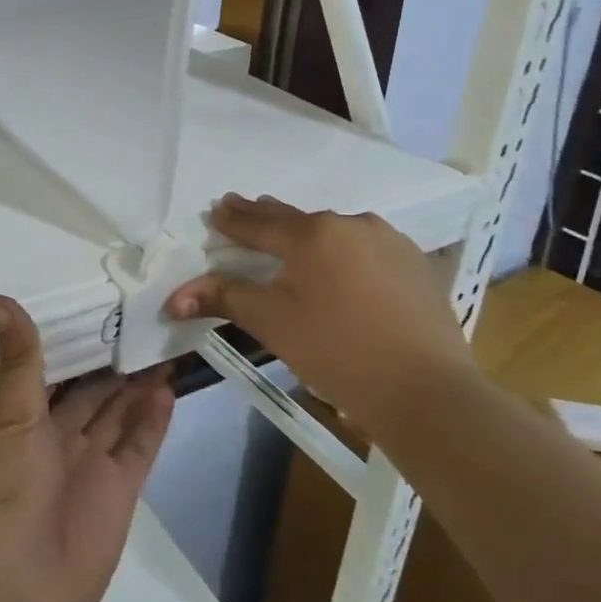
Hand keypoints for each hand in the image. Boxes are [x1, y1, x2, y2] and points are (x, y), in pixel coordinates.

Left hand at [0, 295, 174, 601]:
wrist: (9, 594)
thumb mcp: (8, 418)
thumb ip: (18, 360)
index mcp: (21, 416)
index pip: (53, 368)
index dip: (75, 341)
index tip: (98, 303)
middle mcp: (57, 436)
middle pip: (92, 389)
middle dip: (113, 360)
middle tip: (144, 318)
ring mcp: (90, 464)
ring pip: (119, 412)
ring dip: (138, 384)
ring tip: (163, 344)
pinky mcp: (119, 492)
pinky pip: (139, 446)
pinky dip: (153, 420)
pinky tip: (167, 388)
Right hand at [166, 194, 473, 434]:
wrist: (428, 392)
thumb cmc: (337, 352)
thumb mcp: (271, 323)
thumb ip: (223, 298)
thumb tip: (173, 299)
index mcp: (312, 234)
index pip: (259, 223)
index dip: (233, 219)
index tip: (216, 208)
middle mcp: (351, 223)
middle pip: (296, 219)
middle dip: (266, 217)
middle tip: (243, 208)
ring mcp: (389, 241)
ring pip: (334, 231)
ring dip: (308, 234)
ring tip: (290, 238)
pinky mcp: (416, 263)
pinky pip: (366, 247)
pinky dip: (343, 251)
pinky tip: (340, 266)